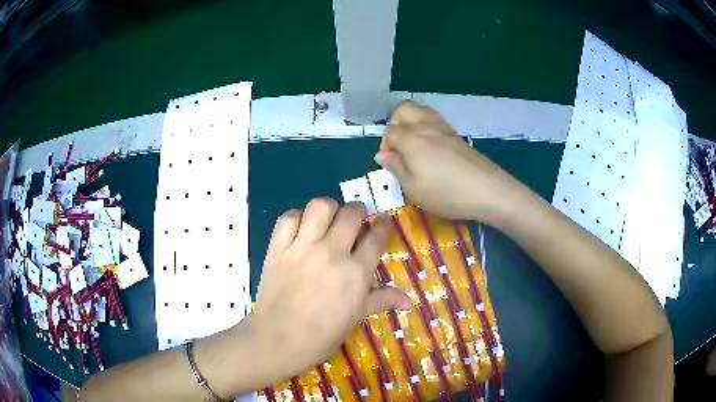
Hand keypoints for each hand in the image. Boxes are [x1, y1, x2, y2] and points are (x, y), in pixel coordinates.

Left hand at [251, 198, 411, 384]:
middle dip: (358, 211)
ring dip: (329, 209)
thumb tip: (410, 301)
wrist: (278, 340)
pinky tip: (300, 228)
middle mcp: (332, 253)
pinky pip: (288, 218)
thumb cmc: (322, 335)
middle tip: (355, 220)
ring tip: (328, 219)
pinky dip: (296, 217)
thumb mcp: (355, 318)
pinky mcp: (278, 249)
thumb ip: (381, 301)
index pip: (376, 237)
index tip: (381, 223)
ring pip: (320, 207)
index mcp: (356, 272)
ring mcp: (302, 248)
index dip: (382, 225)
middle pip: (351, 214)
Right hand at [375, 101, 522, 221]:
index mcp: (410, 137)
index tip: (392, 166)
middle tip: (400, 147)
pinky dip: (427, 127)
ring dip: (411, 122)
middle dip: (395, 124)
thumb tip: (382, 154)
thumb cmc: (445, 193)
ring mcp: (444, 127)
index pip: (389, 132)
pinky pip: (435, 120)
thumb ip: (395, 168)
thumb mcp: (413, 188)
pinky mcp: (457, 134)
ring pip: (420, 111)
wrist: (487, 190)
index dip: (385, 148)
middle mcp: (425, 125)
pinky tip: (432, 149)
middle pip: (403, 109)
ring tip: (414, 146)